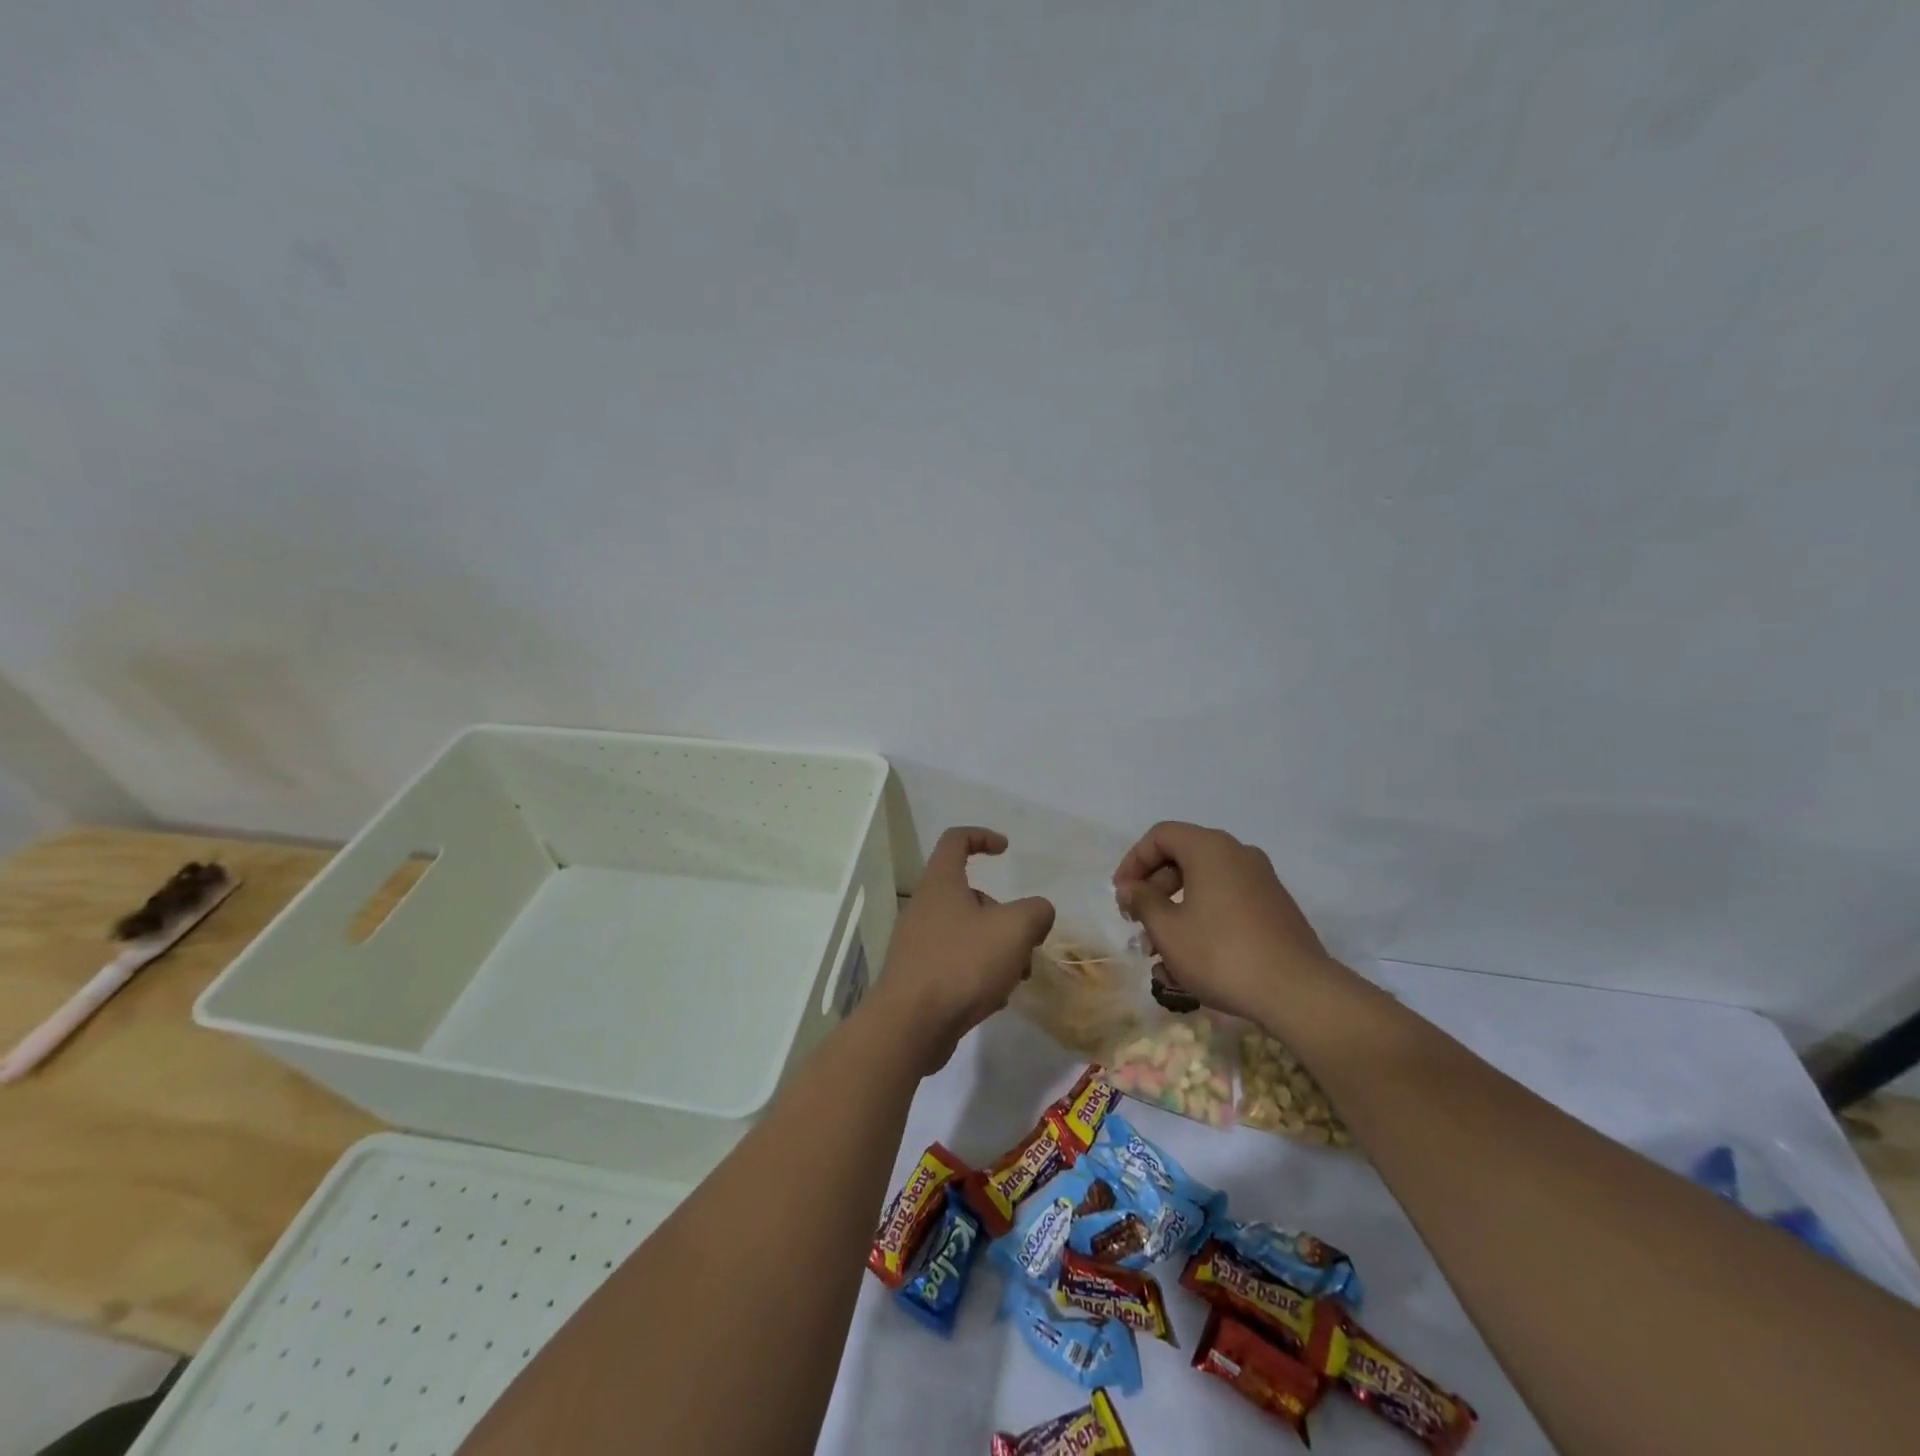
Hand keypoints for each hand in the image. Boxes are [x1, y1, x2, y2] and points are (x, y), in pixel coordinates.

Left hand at [866, 827, 1055, 1072]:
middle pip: (971, 896)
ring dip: (997, 950)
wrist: (911, 1025)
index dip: (982, 836)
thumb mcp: (1015, 929)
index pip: (956, 840)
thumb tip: (1037, 913)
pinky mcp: (917, 976)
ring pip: (967, 934)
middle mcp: (925, 907)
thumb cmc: (962, 963)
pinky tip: (992, 999)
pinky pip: (956, 964)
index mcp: (941, 883)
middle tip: (1026, 943)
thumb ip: (1036, 911)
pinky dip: (979, 974)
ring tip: (1015, 978)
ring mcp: (918, 943)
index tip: (1006, 850)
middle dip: (1005, 916)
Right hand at [1112, 821, 1334, 1024]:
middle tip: (1137, 924)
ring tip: (1160, 957)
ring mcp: (1261, 882)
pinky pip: (1226, 904)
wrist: (1297, 992)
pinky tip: (1190, 965)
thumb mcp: (1167, 929)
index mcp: (1210, 848)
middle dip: (1154, 892)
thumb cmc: (1221, 953)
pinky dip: (1203, 923)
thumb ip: (1142, 901)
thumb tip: (1131, 887)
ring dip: (1175, 914)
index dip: (1133, 861)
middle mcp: (1238, 854)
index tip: (1121, 895)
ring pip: (1204, 886)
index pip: (1161, 836)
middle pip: (1183, 859)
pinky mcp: (1274, 909)